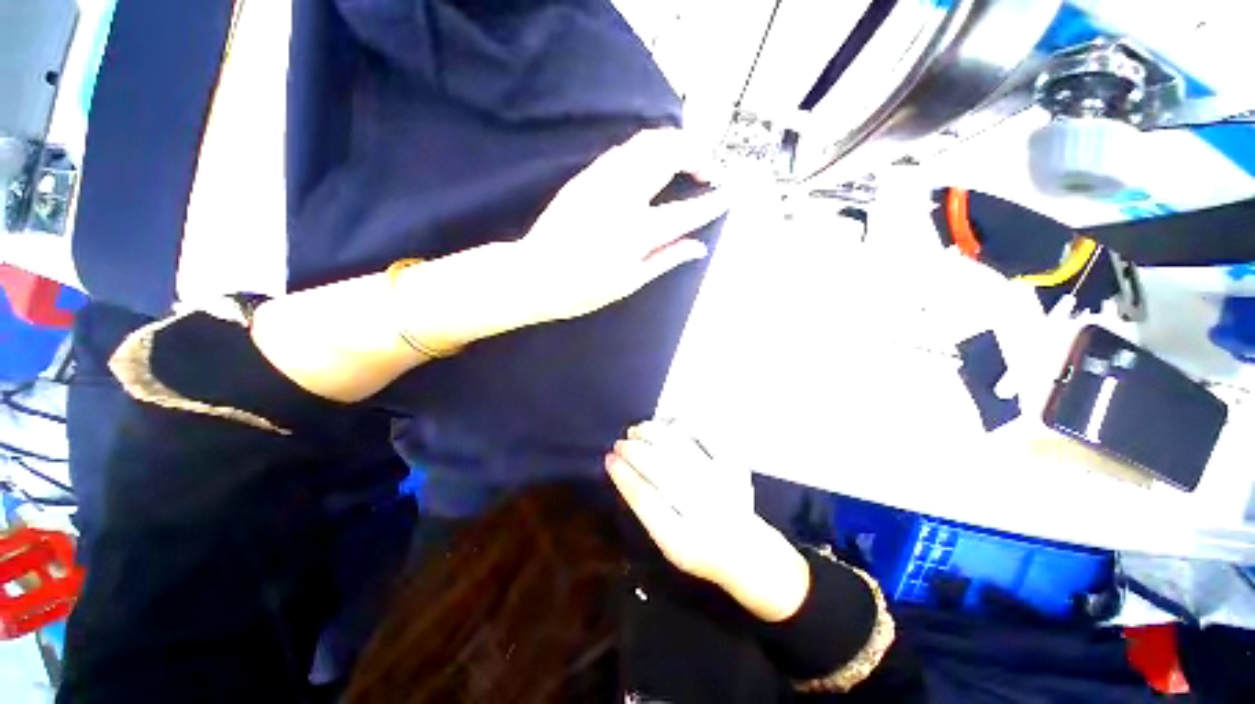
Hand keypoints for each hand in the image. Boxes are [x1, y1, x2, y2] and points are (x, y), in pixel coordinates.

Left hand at [501, 128, 729, 326]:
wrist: (534, 275)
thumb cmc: (583, 289)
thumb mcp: (630, 282)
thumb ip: (666, 259)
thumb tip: (699, 247)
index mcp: (636, 232)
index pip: (686, 211)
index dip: (712, 202)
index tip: (730, 194)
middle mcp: (623, 197)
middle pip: (669, 154)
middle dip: (698, 154)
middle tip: (709, 172)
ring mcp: (602, 181)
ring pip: (646, 142)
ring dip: (674, 144)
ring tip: (687, 162)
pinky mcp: (586, 176)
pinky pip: (624, 150)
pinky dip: (648, 149)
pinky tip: (654, 164)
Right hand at [606, 420, 810, 621]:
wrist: (747, 552)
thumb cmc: (700, 548)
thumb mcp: (669, 545)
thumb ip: (649, 512)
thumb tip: (624, 470)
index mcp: (682, 542)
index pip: (646, 500)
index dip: (624, 476)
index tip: (609, 459)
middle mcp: (704, 513)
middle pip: (663, 472)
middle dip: (635, 452)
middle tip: (620, 442)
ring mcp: (722, 488)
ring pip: (682, 451)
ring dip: (655, 435)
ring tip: (638, 428)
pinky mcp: (734, 469)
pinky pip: (709, 439)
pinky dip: (686, 427)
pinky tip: (668, 423)